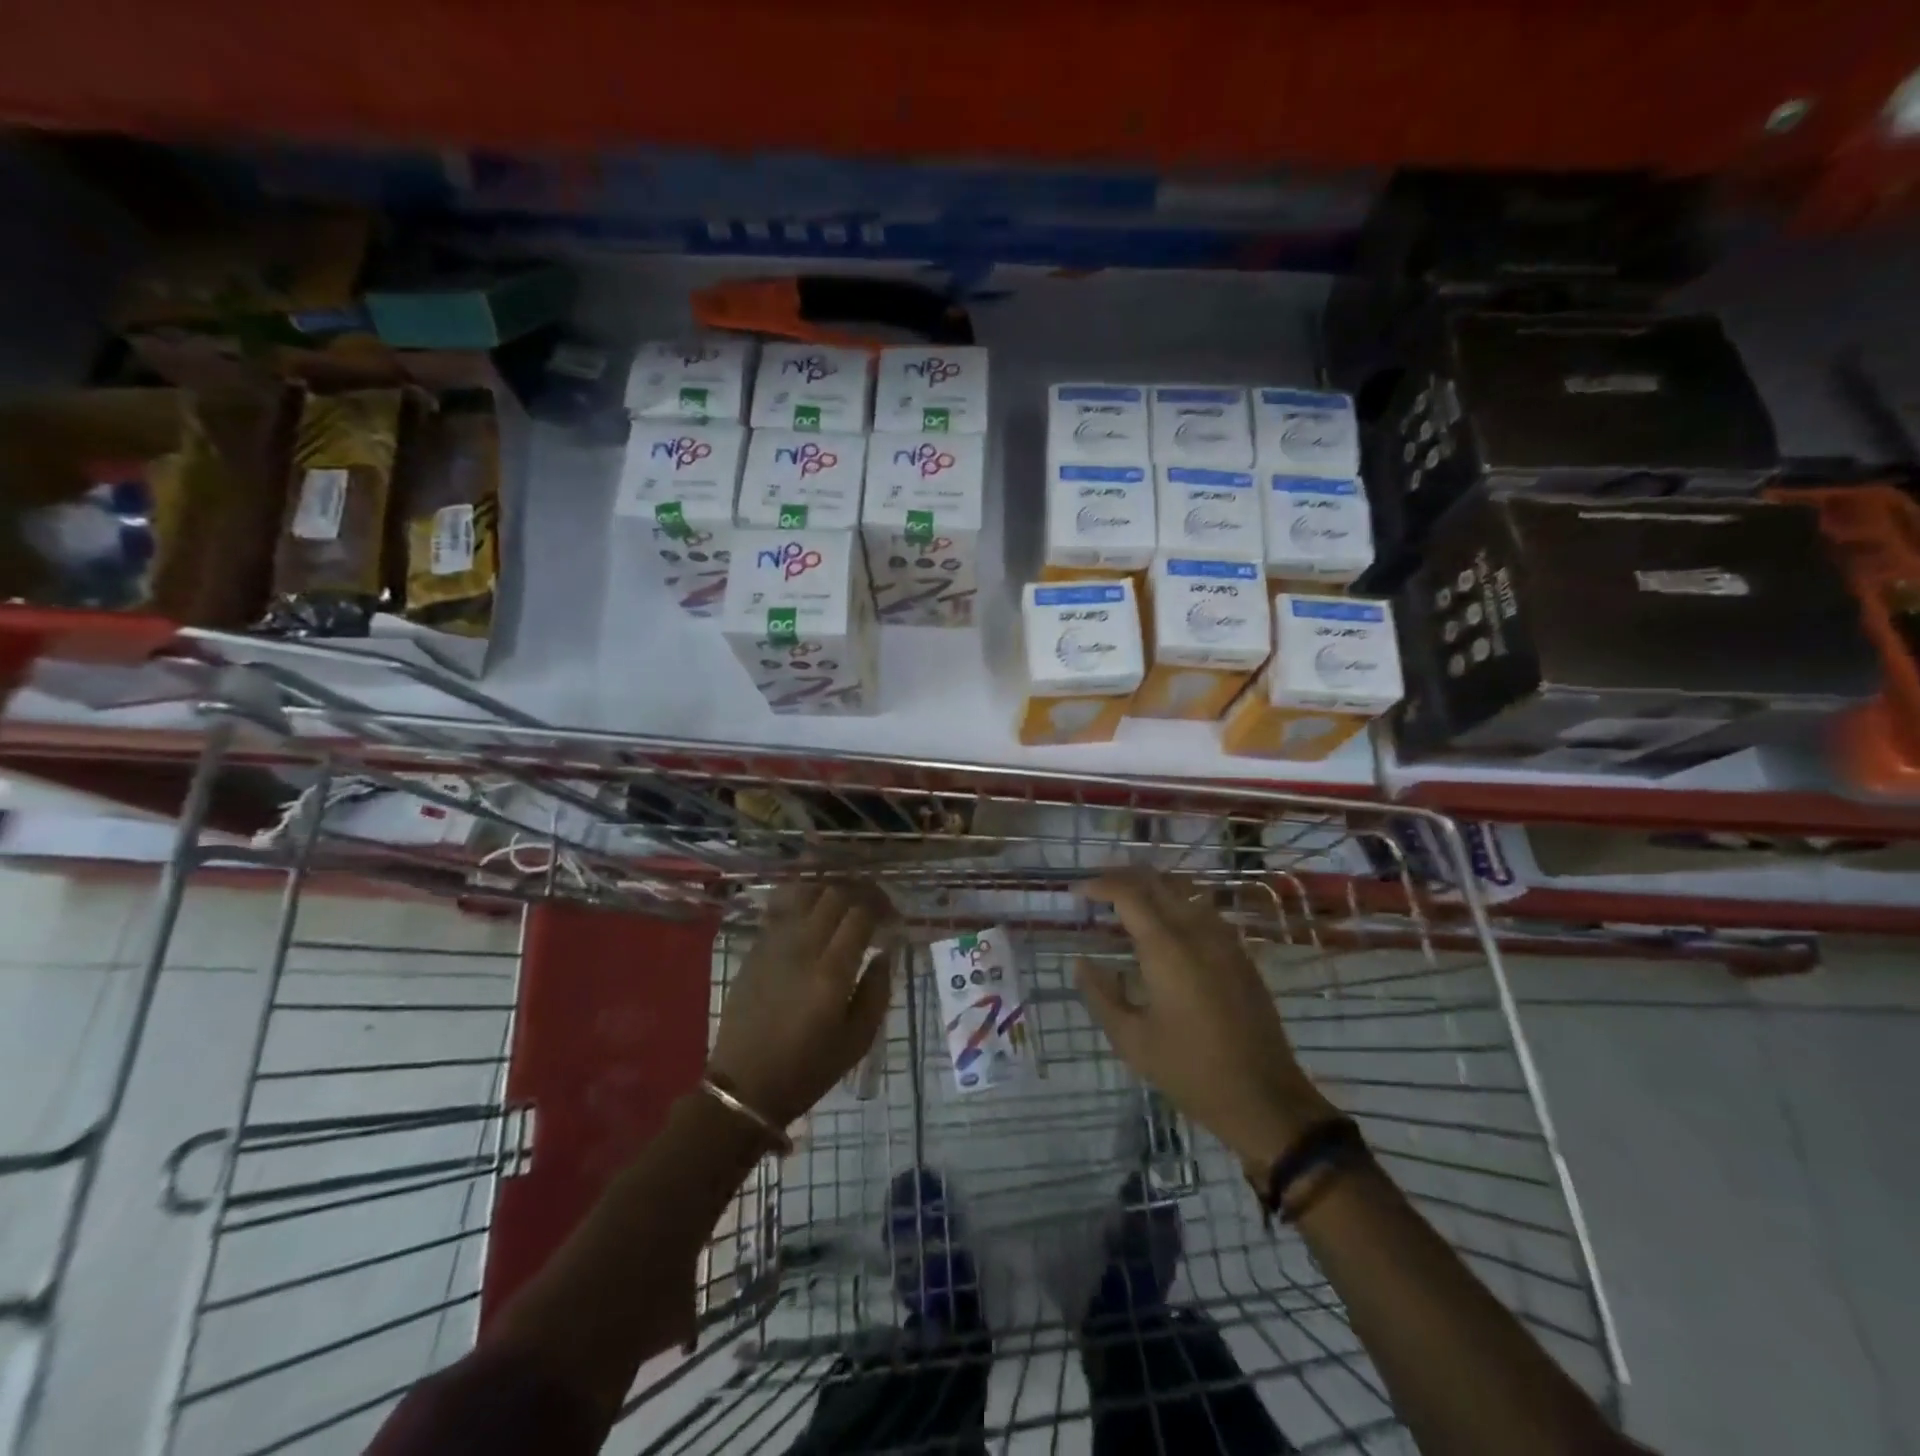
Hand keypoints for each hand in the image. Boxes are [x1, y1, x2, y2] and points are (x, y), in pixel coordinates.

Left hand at [708, 881, 893, 1127]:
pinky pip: (780, 908)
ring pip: (804, 892)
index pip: (860, 914)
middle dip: (860, 893)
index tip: (892, 920)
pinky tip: (812, 914)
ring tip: (842, 905)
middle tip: (873, 907)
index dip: (882, 908)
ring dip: (829, 891)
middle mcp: (803, 948)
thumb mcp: (858, 1040)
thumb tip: (885, 952)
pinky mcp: (755, 948)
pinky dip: (802, 901)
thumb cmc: (808, 1069)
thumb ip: (877, 990)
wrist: (745, 1086)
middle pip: (834, 895)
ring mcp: (774, 944)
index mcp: (831, 973)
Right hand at [1078, 871, 1337, 1172]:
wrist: (1264, 1098)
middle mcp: (1197, 932)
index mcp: (1167, 949)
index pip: (1128, 894)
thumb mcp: (1131, 1040)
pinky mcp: (1240, 954)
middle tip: (1096, 888)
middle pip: (1157, 882)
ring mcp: (1224, 940)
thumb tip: (1082, 963)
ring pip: (1184, 891)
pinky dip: (1176, 903)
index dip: (1099, 886)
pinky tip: (1164, 926)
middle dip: (1123, 877)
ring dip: (1152, 887)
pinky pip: (1203, 911)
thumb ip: (1101, 995)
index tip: (1076, 893)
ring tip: (1126, 902)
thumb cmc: (1190, 1071)